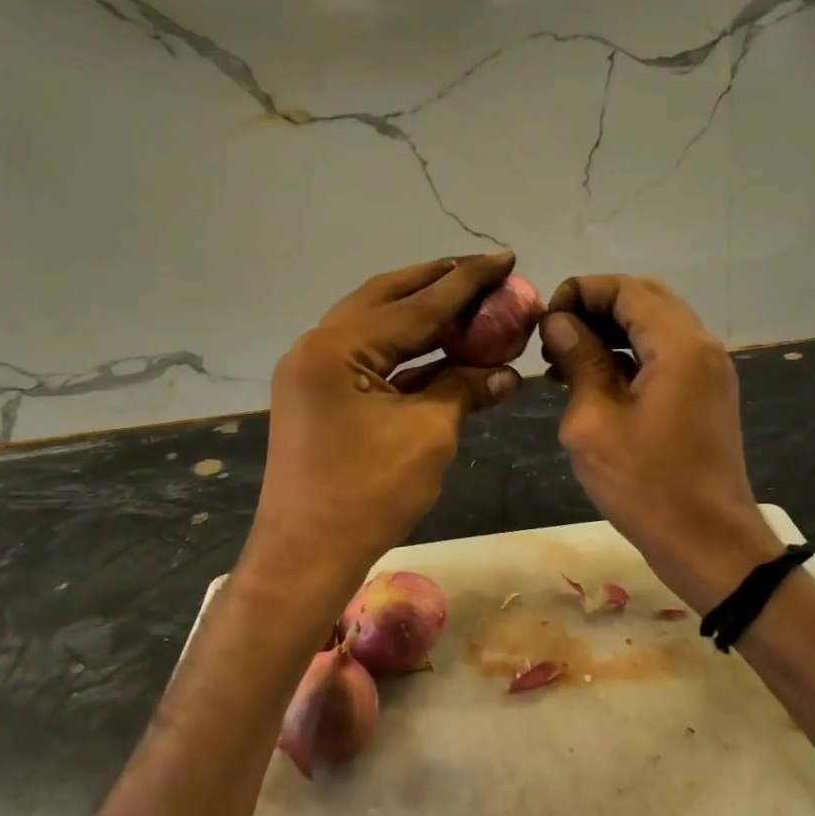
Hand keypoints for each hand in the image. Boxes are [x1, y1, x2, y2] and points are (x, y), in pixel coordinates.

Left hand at [242, 254, 523, 633]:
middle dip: (438, 284)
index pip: (414, 305)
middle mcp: (318, 347)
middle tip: (484, 272)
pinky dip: (407, 354)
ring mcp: (314, 373)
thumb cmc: (368, 495)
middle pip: (387, 300)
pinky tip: (444, 349)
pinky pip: (369, 360)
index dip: (466, 283)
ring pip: (376, 328)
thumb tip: (508, 374)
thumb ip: (465, 389)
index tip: (505, 259)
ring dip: (422, 317)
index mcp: (336, 348)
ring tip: (469, 302)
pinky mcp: (320, 397)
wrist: (306, 557)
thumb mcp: (428, 435)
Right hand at [540, 276, 782, 611]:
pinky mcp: (703, 393)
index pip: (626, 289)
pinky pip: (662, 354)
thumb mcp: (595, 421)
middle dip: (594, 307)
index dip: (580, 292)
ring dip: (609, 330)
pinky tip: (589, 379)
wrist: (708, 543)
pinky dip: (627, 355)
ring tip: (562, 358)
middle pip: (643, 299)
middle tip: (553, 336)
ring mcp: (707, 370)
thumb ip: (579, 360)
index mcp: (679, 345)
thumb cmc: (646, 485)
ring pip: (653, 326)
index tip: (544, 321)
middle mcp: (700, 346)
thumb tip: (560, 323)